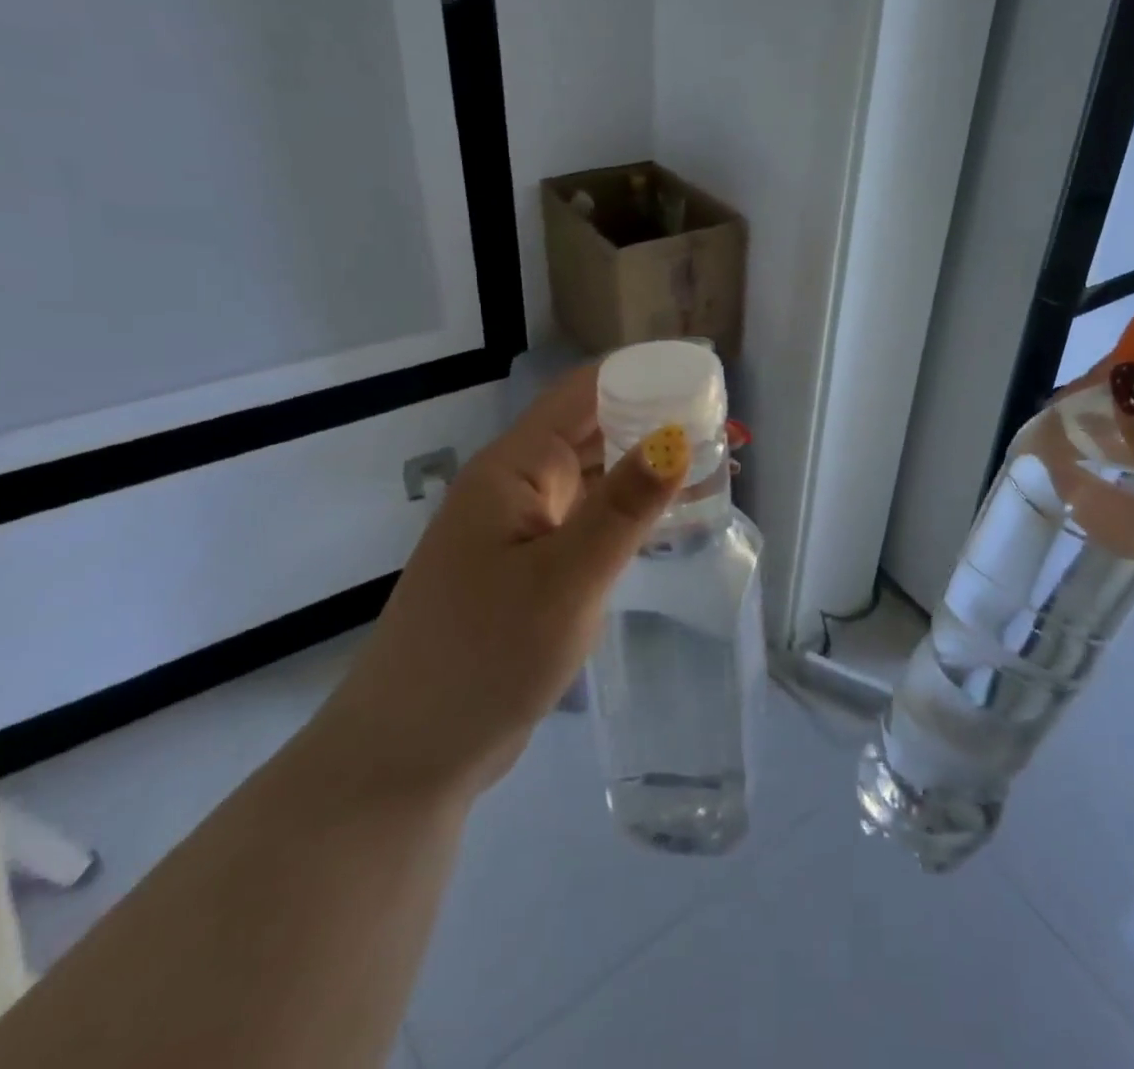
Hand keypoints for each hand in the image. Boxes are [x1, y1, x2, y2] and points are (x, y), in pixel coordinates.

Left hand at [315, 368, 686, 800]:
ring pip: (596, 478)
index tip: (704, 379)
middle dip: (656, 422)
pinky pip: (591, 521)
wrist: (408, 758)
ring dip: (648, 468)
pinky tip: (673, 519)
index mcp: (514, 468)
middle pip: (594, 430)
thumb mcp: (565, 579)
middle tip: (725, 429)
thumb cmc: (482, 657)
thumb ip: (625, 506)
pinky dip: (632, 512)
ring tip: (714, 467)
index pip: (584, 392)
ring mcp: (523, 529)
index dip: (643, 375)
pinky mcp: (533, 569)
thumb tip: (679, 435)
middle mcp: (518, 487)